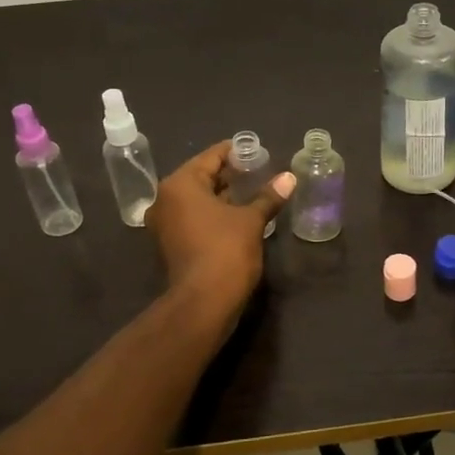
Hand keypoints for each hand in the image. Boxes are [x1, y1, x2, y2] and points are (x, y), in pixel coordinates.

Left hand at [146, 141, 292, 315]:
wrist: (204, 303)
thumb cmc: (226, 251)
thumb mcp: (251, 220)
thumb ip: (268, 196)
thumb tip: (289, 178)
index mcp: (180, 184)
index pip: (211, 157)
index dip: (237, 152)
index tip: (258, 151)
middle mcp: (165, 199)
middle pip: (201, 177)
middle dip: (230, 175)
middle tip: (260, 172)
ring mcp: (165, 223)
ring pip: (198, 199)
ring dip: (223, 196)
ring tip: (253, 193)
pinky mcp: (171, 244)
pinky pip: (194, 217)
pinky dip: (214, 214)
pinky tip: (239, 216)